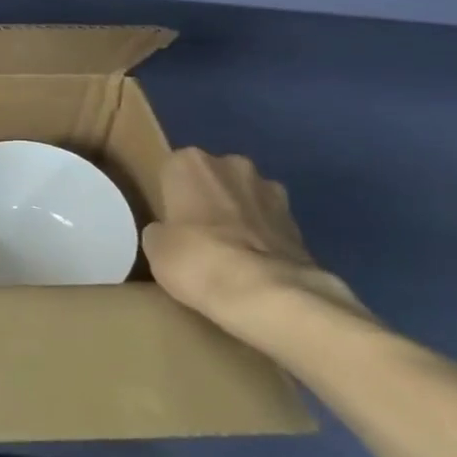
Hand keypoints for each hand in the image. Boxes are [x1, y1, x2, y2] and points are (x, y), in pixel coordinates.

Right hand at [143, 148, 365, 331]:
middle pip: (214, 179)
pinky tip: (257, 268)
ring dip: (241, 217)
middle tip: (201, 238)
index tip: (172, 224)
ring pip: (247, 199)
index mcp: (190, 162)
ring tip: (233, 256)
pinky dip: (265, 240)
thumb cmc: (197, 259)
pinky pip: (271, 226)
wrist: (268, 294)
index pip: (173, 172)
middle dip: (210, 201)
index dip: (173, 198)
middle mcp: (231, 164)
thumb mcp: (156, 248)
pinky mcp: (300, 222)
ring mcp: (271, 191)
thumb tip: (168, 234)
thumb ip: (161, 231)